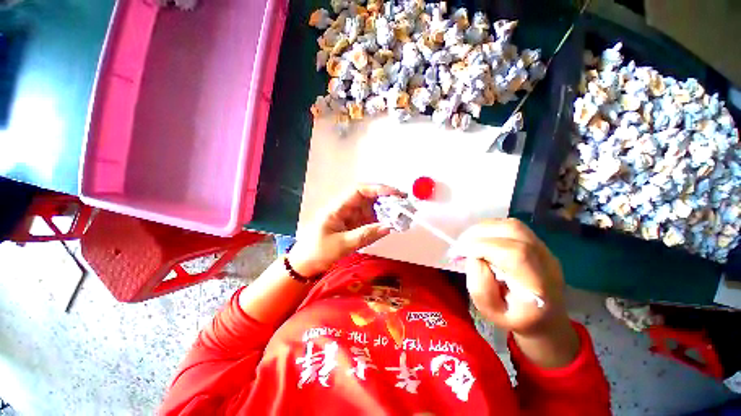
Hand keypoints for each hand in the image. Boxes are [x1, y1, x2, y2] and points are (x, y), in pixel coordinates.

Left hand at [288, 184, 403, 276]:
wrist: (306, 264)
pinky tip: (393, 225)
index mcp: (338, 207)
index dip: (378, 189)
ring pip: (372, 208)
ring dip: (387, 211)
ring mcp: (351, 216)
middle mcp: (346, 208)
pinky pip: (371, 219)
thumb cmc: (317, 252)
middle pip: (369, 197)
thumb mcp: (341, 245)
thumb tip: (388, 227)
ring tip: (403, 217)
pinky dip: (382, 221)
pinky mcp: (355, 225)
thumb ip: (364, 235)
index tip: (396, 194)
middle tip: (405, 206)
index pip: (359, 190)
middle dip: (387, 199)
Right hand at [457, 219, 568, 335]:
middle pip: (513, 231)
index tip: (459, 252)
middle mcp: (546, 261)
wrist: (545, 318)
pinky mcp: (538, 243)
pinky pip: (512, 226)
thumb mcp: (491, 313)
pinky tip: (481, 239)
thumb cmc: (515, 318)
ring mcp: (545, 249)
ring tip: (469, 241)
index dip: (482, 246)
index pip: (514, 254)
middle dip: (479, 234)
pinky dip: (491, 228)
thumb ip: (479, 287)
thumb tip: (473, 257)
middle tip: (460, 245)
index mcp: (538, 286)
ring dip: (484, 229)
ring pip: (512, 224)